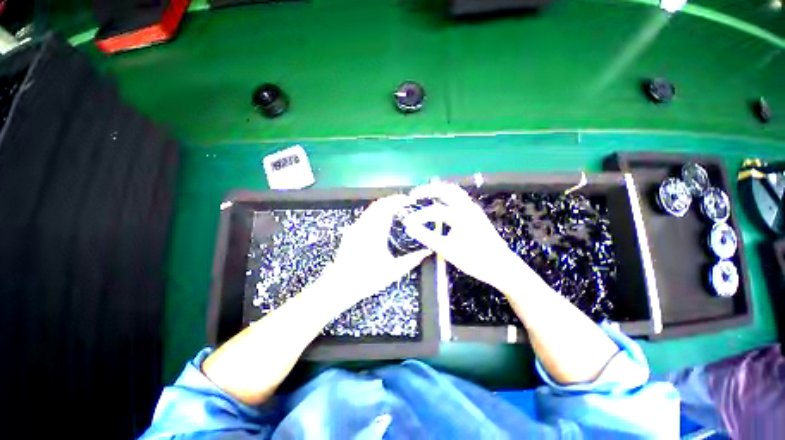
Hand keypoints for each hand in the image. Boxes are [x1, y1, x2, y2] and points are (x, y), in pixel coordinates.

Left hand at [322, 194, 431, 308]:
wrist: (340, 285)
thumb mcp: (393, 271)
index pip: (387, 207)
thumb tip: (427, 252)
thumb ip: (412, 260)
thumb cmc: (368, 278)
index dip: (398, 200)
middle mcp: (364, 225)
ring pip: (371, 209)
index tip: (409, 200)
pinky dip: (376, 213)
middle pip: (378, 204)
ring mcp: (356, 228)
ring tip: (396, 209)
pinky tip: (382, 221)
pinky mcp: (351, 232)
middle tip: (405, 202)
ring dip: (384, 205)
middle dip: (392, 200)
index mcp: (375, 232)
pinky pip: (365, 216)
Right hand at [401, 183, 527, 291]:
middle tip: (414, 194)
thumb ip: (427, 237)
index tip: (406, 222)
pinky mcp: (475, 214)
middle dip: (428, 190)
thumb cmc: (475, 260)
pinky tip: (439, 203)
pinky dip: (446, 197)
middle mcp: (468, 206)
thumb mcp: (447, 250)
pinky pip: (458, 198)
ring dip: (438, 191)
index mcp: (461, 214)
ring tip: (424, 195)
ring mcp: (473, 209)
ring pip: (453, 192)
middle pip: (446, 189)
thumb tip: (409, 228)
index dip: (417, 216)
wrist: (502, 266)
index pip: (434, 211)